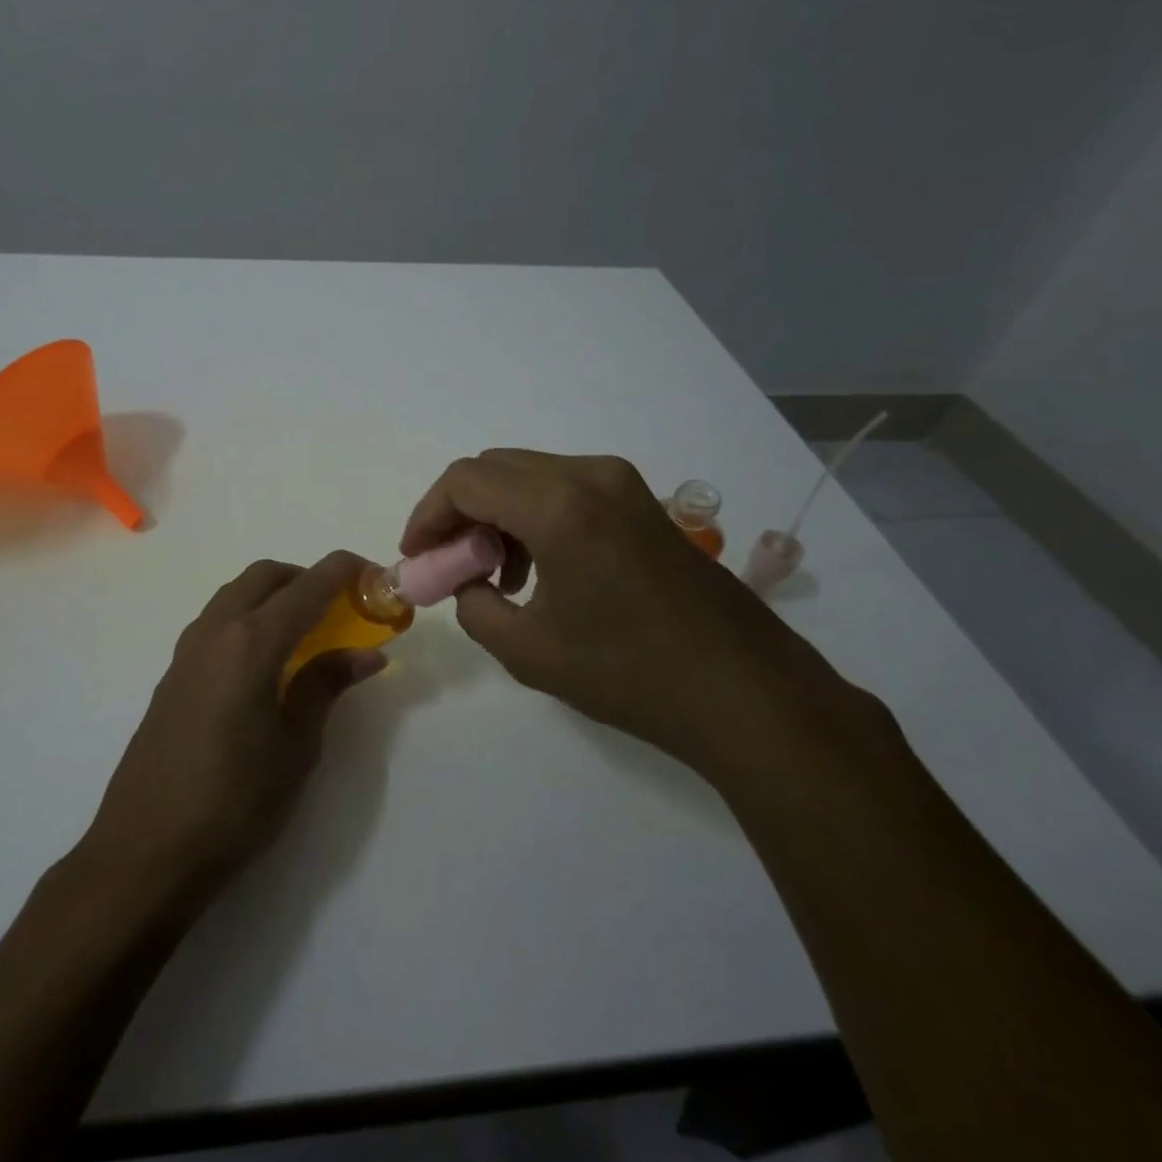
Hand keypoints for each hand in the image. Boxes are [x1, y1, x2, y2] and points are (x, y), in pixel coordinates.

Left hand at [81, 551, 386, 898]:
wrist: (145, 851)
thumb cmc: (233, 804)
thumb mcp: (295, 748)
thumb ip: (325, 687)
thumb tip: (366, 654)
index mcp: (251, 643)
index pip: (307, 586)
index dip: (345, 572)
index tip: (376, 576)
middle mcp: (214, 631)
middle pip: (265, 576)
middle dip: (306, 578)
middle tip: (340, 609)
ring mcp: (186, 651)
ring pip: (235, 594)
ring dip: (274, 596)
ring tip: (306, 635)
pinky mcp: (172, 674)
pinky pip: (216, 622)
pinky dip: (248, 619)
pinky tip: (265, 664)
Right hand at [402, 450, 867, 779]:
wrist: (745, 693)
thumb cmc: (629, 674)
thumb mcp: (526, 650)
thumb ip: (473, 605)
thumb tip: (466, 581)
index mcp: (558, 505)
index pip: (465, 481)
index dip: (428, 515)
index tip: (417, 557)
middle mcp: (590, 475)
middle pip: (494, 469)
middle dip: (458, 512)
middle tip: (448, 562)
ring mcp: (623, 484)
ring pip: (529, 476)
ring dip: (495, 514)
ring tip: (492, 575)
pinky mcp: (642, 503)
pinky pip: (565, 490)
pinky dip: (533, 516)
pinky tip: (538, 569)